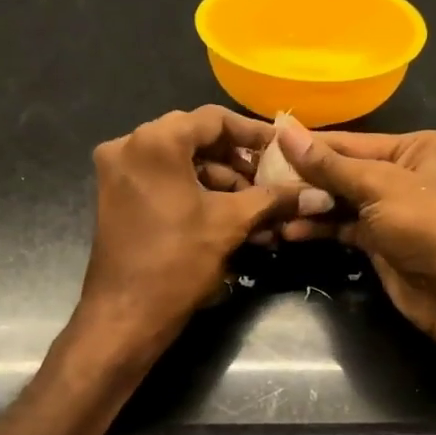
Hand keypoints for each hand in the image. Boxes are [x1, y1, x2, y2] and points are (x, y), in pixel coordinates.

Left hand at [76, 107, 325, 359]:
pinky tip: (230, 215)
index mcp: (155, 141)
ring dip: (220, 181)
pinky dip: (196, 193)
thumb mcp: (230, 224)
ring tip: (258, 207)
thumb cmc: (178, 262)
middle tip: (271, 180)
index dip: (253, 133)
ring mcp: (118, 172)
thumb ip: (273, 199)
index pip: (213, 119)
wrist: (126, 315)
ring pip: (180, 162)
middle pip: (195, 139)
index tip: (282, 150)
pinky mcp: (117, 196)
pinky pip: (164, 181)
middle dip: (237, 161)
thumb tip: (318, 194)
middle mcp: (129, 145)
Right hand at [273, 123, 435, 346]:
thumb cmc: (426, 225)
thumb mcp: (378, 187)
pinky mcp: (378, 239)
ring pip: (340, 200)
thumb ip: (329, 164)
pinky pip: (342, 226)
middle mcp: (403, 172)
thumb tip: (285, 132)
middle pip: (343, 170)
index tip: (267, 143)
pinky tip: (289, 230)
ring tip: (269, 205)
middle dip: (305, 177)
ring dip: (307, 205)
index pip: (351, 142)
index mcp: (415, 147)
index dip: (309, 145)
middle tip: (259, 178)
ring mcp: (390, 208)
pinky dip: (319, 227)